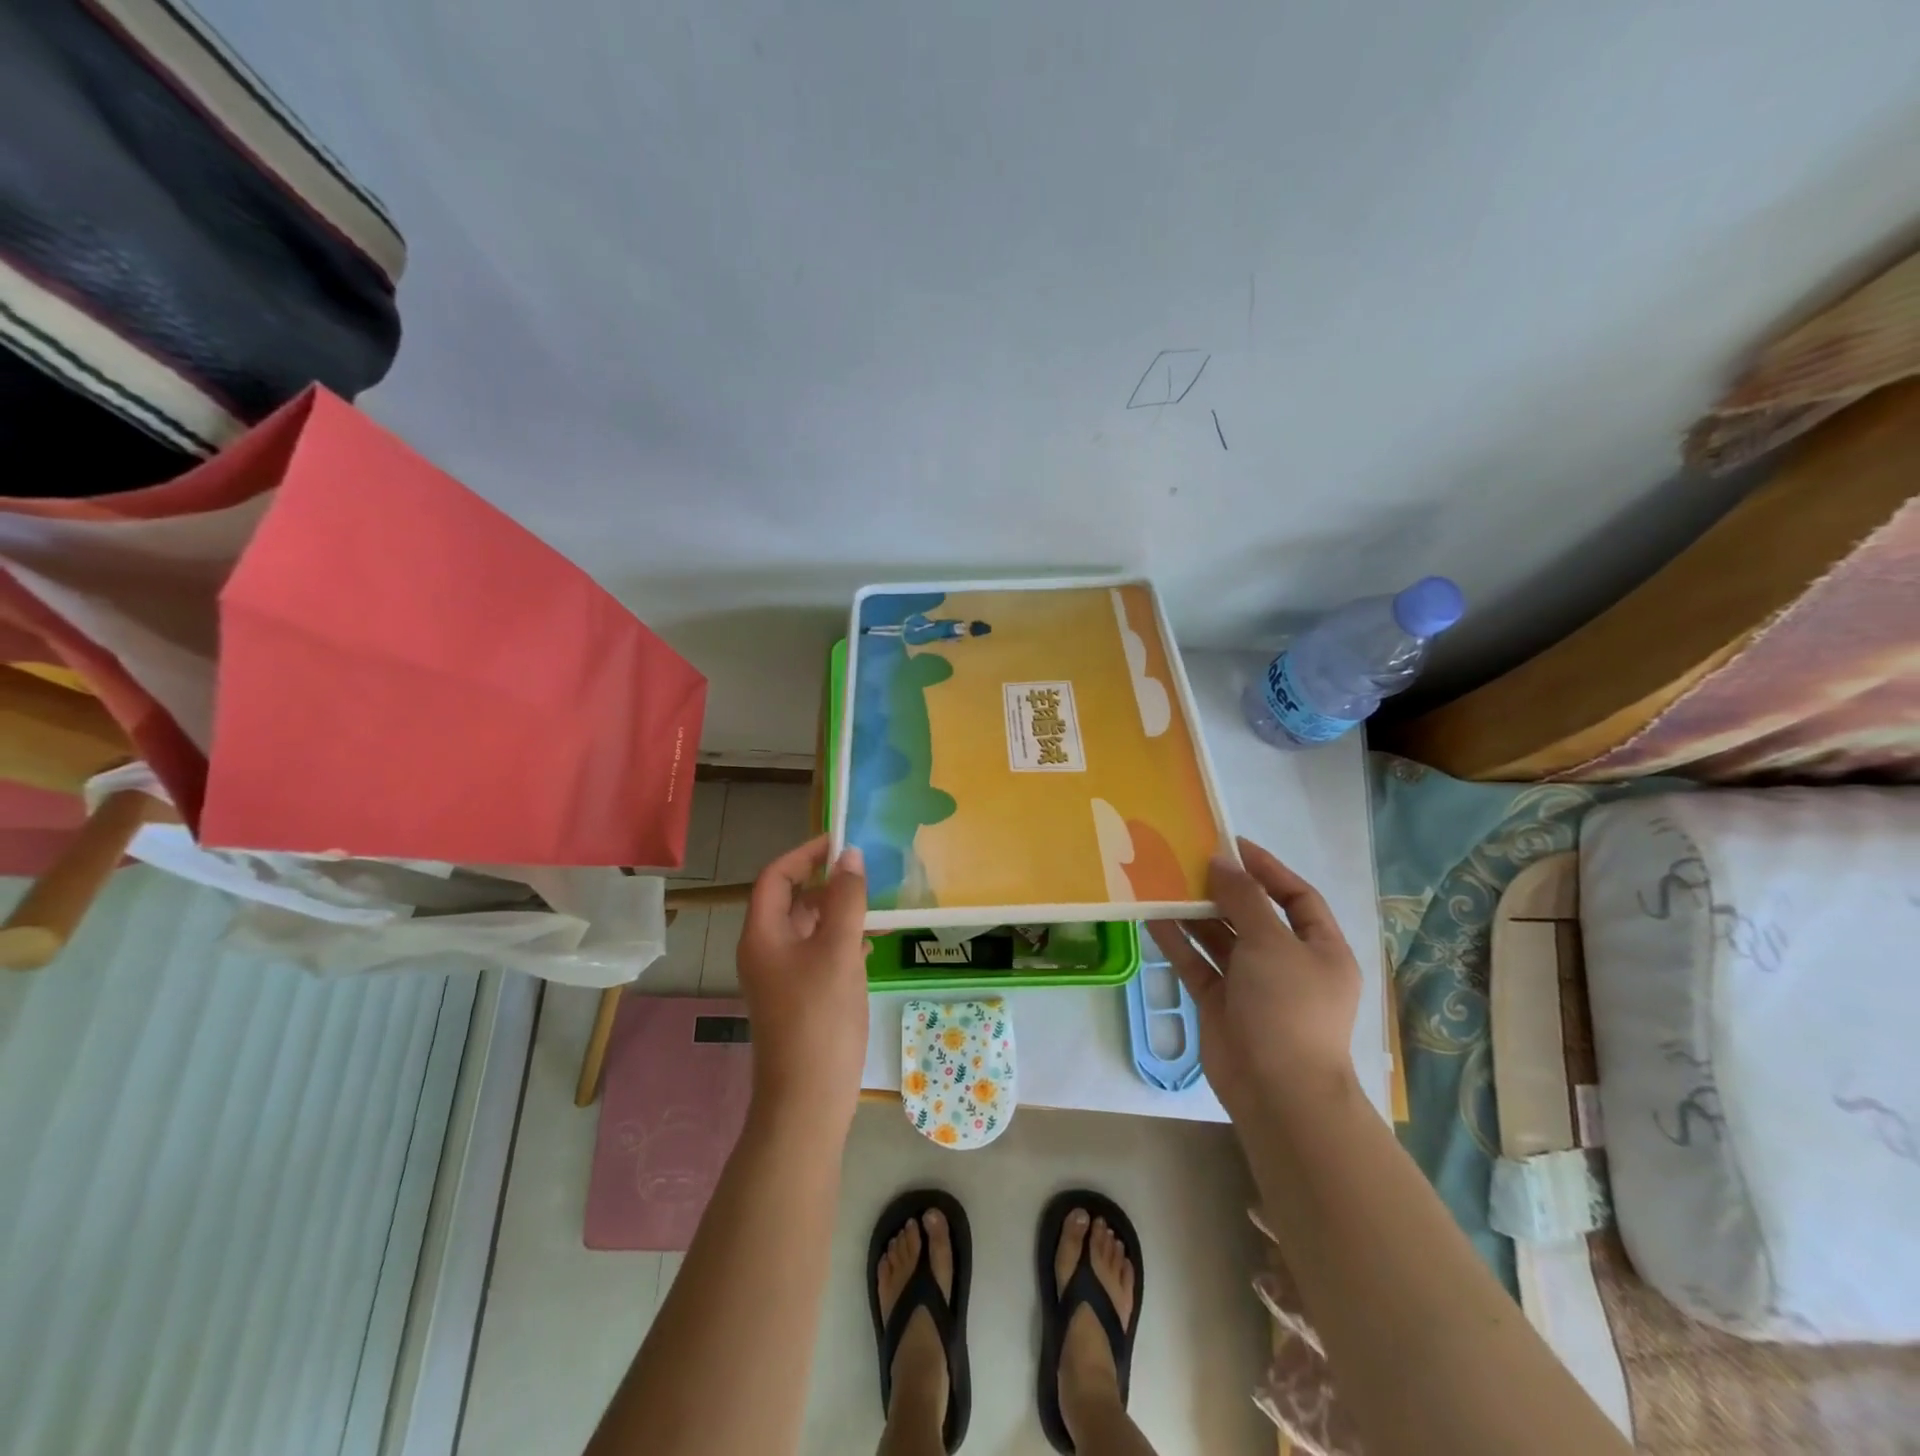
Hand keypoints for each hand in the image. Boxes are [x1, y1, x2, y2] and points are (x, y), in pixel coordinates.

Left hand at [735, 835, 869, 1134]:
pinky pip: (821, 952)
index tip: (843, 841)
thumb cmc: (819, 1019)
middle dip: (829, 882)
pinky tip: (872, 942)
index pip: (776, 876)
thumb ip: (846, 899)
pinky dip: (844, 939)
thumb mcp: (837, 951)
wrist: (808, 1101)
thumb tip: (851, 855)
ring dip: (841, 911)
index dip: (806, 854)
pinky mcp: (803, 995)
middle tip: (870, 871)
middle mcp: (768, 949)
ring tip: (879, 904)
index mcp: (763, 934)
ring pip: (811, 926)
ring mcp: (785, 975)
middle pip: (794, 899)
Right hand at [1147, 837, 1360, 1122]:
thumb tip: (1221, 862)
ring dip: (1196, 913)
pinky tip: (1153, 917)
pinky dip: (1178, 942)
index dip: (1267, 868)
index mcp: (1319, 949)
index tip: (1230, 844)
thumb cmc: (1287, 1007)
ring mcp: (1252, 984)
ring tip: (1165, 882)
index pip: (1297, 896)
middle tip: (1188, 861)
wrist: (1277, 1091)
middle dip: (1223, 889)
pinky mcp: (1221, 1003)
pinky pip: (1198, 963)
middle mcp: (1287, 963)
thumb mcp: (1272, 943)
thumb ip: (1244, 899)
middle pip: (1254, 915)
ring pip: (1221, 939)